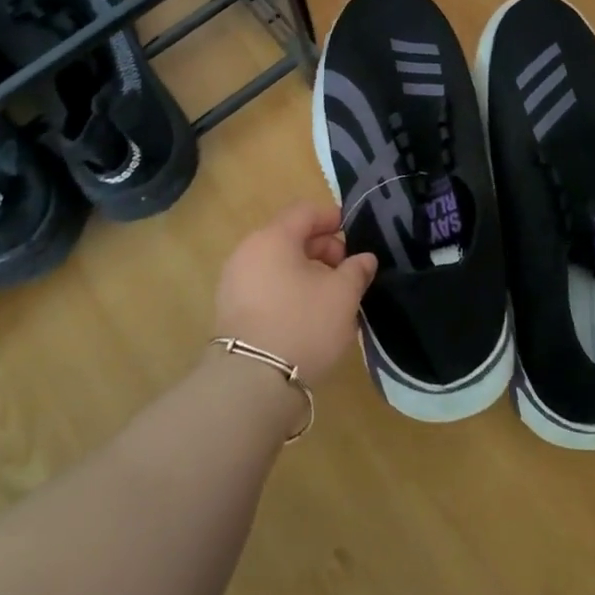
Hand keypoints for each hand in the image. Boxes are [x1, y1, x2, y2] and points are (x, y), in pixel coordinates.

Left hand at [214, 202, 377, 386]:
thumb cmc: (303, 324)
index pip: (305, 212)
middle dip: (322, 248)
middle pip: (289, 236)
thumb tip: (364, 258)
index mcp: (273, 237)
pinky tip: (306, 313)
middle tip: (346, 270)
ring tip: (330, 295)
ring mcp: (234, 281)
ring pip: (277, 263)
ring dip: (305, 271)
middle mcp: (248, 251)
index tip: (353, 233)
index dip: (332, 218)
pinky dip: (287, 289)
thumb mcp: (342, 295)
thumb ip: (357, 270)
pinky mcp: (230, 310)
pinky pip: (265, 286)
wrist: (252, 382)